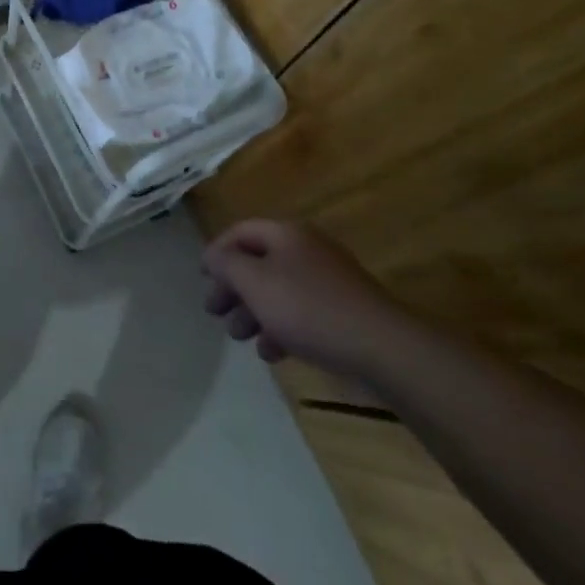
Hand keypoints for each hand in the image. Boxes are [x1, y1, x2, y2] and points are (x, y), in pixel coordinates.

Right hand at [202, 219, 411, 380]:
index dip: (217, 251)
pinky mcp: (344, 311)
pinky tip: (273, 352)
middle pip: (258, 262)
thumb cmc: (308, 308)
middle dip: (233, 287)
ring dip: (254, 311)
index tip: (201, 278)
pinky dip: (282, 327)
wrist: (383, 348)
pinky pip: (302, 312)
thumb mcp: (254, 282)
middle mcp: (307, 249)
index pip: (240, 231)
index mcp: (286, 234)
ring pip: (278, 290)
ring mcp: (329, 281)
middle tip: (215, 312)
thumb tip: (213, 256)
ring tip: (240, 337)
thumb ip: (226, 264)